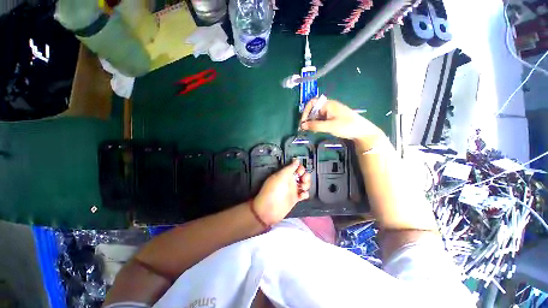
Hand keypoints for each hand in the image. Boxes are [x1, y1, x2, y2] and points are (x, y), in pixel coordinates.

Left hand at [253, 160, 310, 224]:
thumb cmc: (273, 190)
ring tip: (302, 188)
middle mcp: (290, 181)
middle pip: (302, 175)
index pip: (296, 167)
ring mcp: (293, 190)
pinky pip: (304, 194)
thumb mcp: (281, 176)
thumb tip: (296, 160)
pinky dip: (305, 194)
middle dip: (306, 176)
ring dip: (307, 184)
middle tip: (302, 180)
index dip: (300, 168)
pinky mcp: (295, 199)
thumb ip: (290, 168)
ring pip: (305, 184)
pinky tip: (302, 195)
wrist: (269, 209)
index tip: (300, 172)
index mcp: (286, 174)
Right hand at [299, 97, 385, 149]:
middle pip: (314, 109)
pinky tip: (318, 130)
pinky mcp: (333, 117)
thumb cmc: (346, 126)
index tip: (303, 122)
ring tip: (312, 131)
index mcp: (328, 104)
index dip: (306, 111)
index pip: (312, 103)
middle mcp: (329, 106)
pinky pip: (322, 119)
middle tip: (306, 129)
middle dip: (308, 118)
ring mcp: (331, 112)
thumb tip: (302, 125)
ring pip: (317, 115)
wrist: (362, 131)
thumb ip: (315, 125)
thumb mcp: (329, 126)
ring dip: (313, 122)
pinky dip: (318, 124)